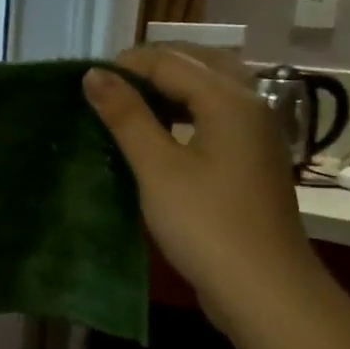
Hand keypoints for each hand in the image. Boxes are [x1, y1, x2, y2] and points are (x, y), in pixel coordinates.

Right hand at [83, 46, 328, 327]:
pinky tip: (162, 134)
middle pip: (199, 64)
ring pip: (212, 90)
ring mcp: (258, 133)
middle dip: (153, 67)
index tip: (86, 80)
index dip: (126, 64)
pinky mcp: (253, 160)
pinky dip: (187, 112)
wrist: (263, 287)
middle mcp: (251, 105)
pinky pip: (218, 116)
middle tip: (108, 88)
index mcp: (229, 99)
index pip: (171, 61)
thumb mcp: (157, 168)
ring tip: (129, 105)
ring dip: (172, 88)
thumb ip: (126, 116)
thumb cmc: (205, 224)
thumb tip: (94, 75)